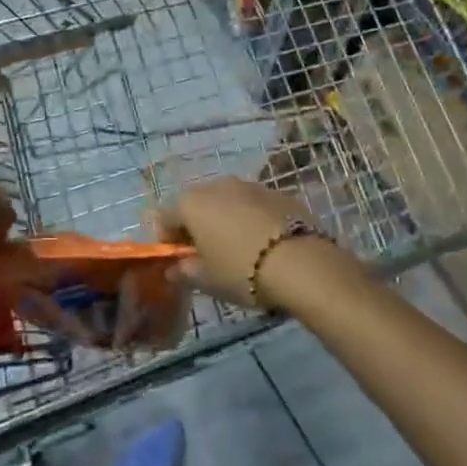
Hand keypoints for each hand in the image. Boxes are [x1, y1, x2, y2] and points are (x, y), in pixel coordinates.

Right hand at [155, 177, 313, 310]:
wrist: (301, 263)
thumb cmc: (242, 271)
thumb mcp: (207, 280)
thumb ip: (184, 271)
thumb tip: (173, 268)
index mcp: (192, 203)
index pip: (165, 217)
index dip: (167, 239)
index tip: (178, 260)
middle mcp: (218, 185)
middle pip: (197, 204)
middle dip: (196, 225)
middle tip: (206, 254)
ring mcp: (250, 185)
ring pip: (227, 201)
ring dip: (225, 219)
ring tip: (237, 248)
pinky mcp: (278, 192)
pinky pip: (254, 205)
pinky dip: (251, 218)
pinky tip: (263, 243)